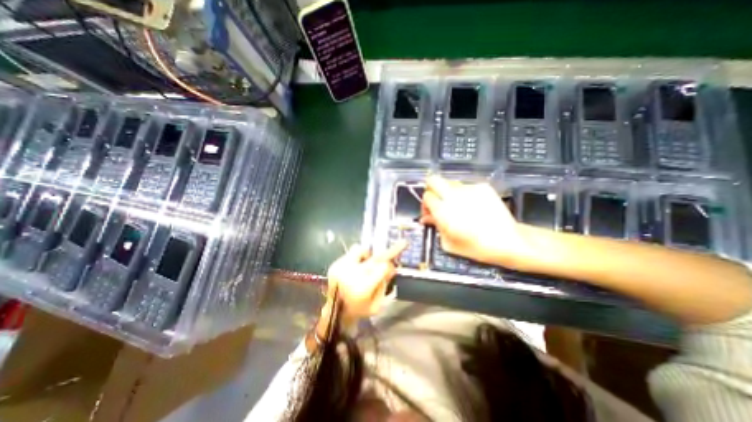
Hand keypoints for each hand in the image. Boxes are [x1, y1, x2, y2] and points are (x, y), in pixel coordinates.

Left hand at [324, 241, 404, 319]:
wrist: (333, 312)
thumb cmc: (358, 310)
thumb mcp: (376, 305)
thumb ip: (384, 286)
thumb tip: (392, 267)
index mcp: (364, 287)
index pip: (383, 267)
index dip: (390, 266)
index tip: (393, 266)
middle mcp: (352, 273)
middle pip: (375, 257)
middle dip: (390, 251)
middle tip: (403, 242)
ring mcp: (342, 267)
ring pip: (361, 250)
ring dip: (367, 256)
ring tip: (365, 265)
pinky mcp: (335, 264)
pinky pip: (351, 254)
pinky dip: (356, 259)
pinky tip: (353, 270)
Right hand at [421, 175, 529, 266]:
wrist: (508, 241)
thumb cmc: (476, 247)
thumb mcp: (449, 243)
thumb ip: (435, 226)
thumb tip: (426, 217)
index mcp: (443, 211)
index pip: (427, 196)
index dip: (425, 204)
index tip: (430, 213)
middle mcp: (454, 196)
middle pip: (433, 180)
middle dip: (431, 188)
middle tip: (437, 200)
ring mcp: (469, 189)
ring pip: (450, 183)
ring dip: (448, 192)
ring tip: (456, 205)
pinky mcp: (482, 187)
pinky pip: (466, 186)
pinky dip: (464, 194)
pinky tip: (472, 206)